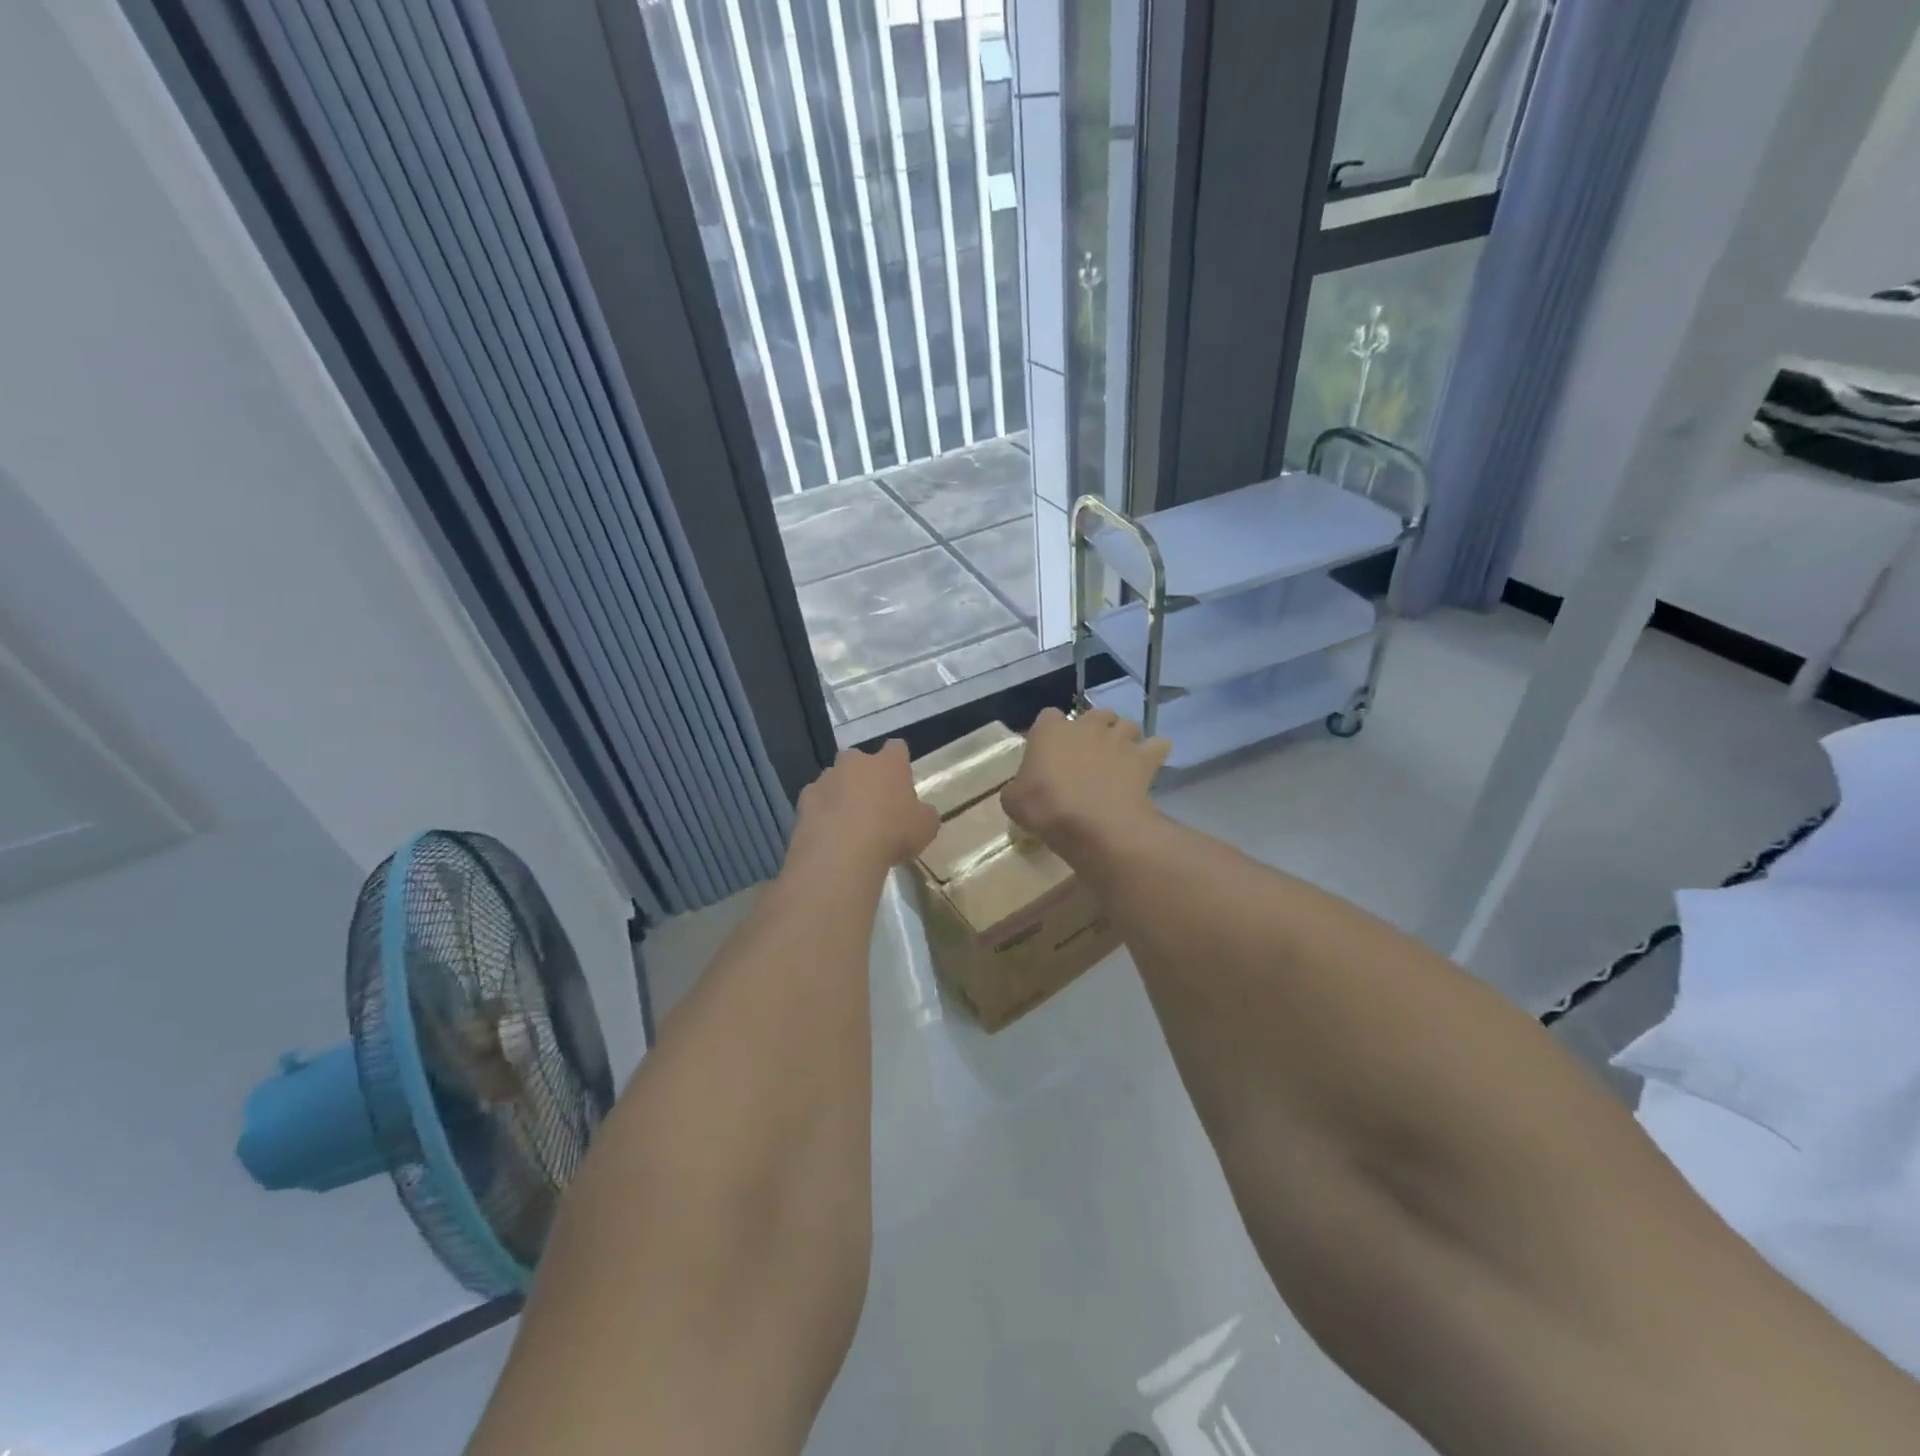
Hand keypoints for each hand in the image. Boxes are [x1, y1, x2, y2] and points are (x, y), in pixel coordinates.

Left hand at [786, 741, 939, 879]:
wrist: (841, 854)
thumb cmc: (892, 834)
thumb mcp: (926, 827)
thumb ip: (924, 814)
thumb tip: (921, 812)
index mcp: (889, 763)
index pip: (897, 747)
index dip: (899, 760)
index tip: (900, 777)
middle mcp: (855, 762)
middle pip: (860, 760)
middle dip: (864, 776)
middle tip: (873, 803)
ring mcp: (826, 778)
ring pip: (835, 779)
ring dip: (841, 793)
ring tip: (847, 823)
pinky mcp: (804, 799)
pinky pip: (816, 800)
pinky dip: (822, 812)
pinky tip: (828, 833)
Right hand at [1001, 708, 1169, 860]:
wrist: (1093, 824)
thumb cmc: (1045, 807)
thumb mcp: (1013, 801)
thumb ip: (1017, 788)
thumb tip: (1020, 790)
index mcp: (1050, 730)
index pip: (1048, 716)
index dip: (1050, 733)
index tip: (1050, 753)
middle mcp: (1087, 725)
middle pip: (1095, 714)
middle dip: (1095, 729)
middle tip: (1089, 755)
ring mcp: (1119, 739)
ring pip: (1127, 725)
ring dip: (1124, 738)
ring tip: (1120, 759)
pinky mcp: (1144, 757)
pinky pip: (1157, 745)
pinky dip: (1154, 753)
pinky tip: (1149, 766)